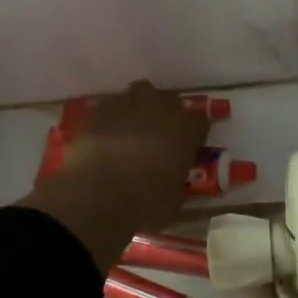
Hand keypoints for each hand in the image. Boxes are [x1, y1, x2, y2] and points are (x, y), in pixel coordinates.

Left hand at [18, 82, 209, 271]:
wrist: (98, 193)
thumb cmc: (146, 202)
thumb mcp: (174, 200)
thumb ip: (178, 182)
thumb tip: (173, 182)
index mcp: (186, 128)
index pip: (200, 120)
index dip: (194, 134)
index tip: (188, 148)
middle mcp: (160, 106)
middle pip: (169, 100)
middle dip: (166, 116)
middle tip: (159, 138)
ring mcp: (127, 103)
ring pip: (139, 95)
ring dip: (139, 110)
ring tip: (131, 133)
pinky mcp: (99, 109)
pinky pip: (111, 107)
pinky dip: (112, 119)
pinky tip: (106, 137)